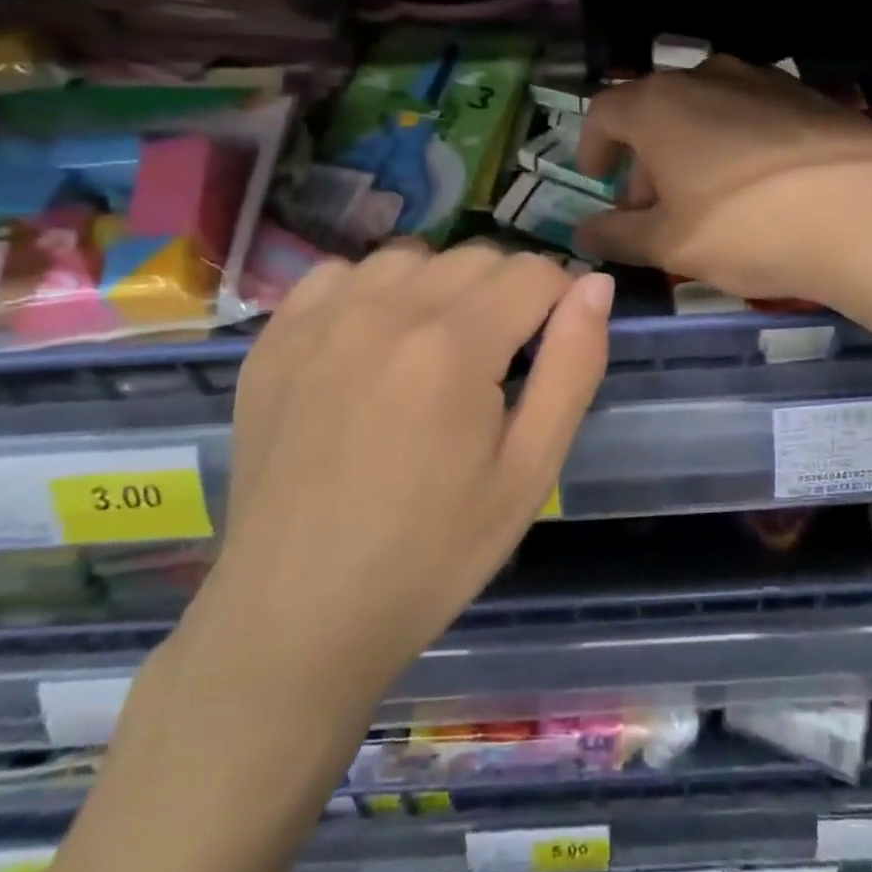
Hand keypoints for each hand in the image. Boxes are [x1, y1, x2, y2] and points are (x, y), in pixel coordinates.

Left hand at [207, 242, 611, 708]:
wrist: (297, 614)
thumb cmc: (431, 553)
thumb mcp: (529, 472)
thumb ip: (573, 367)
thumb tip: (596, 286)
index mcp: (454, 345)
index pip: (534, 271)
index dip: (559, 302)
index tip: (549, 349)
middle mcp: (385, 308)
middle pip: (476, 257)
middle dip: (506, 294)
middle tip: (497, 364)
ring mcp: (321, 317)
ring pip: (412, 257)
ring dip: (441, 288)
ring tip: (435, 355)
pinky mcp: (275, 336)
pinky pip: (342, 273)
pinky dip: (372, 293)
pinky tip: (370, 347)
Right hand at [573, 56, 871, 302]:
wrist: (868, 214)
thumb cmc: (747, 227)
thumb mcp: (670, 245)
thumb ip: (617, 236)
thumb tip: (582, 233)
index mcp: (659, 105)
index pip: (604, 111)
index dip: (592, 144)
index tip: (596, 178)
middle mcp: (705, 76)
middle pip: (655, 110)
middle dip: (642, 158)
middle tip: (650, 208)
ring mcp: (762, 80)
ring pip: (704, 109)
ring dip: (688, 149)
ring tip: (703, 199)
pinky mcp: (807, 95)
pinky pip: (750, 113)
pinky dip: (733, 143)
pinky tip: (756, 186)